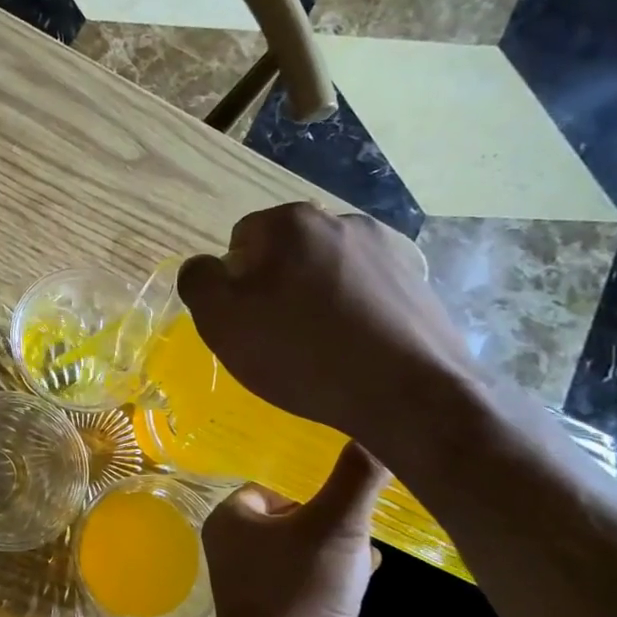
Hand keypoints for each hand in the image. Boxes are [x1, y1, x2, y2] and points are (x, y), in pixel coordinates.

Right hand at [176, 202, 477, 456]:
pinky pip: (365, 294)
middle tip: (277, 338)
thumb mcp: (221, 321)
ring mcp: (388, 251)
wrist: (408, 394)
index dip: (235, 283)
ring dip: (316, 299)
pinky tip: (354, 353)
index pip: (242, 241)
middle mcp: (342, 221)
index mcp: (291, 222)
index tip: (246, 322)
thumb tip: (205, 267)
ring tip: (319, 349)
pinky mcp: (418, 284)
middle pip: (287, 254)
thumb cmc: (300, 352)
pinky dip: (353, 315)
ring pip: (327, 273)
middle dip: (277, 287)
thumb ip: (198, 281)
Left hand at [199, 442, 388, 616]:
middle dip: (330, 518)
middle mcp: (236, 549)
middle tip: (367, 520)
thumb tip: (378, 426)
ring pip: (304, 552)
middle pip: (292, 518)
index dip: (311, 487)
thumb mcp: (335, 525)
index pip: (272, 486)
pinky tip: (368, 582)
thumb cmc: (300, 590)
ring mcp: (256, 585)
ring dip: (338, 549)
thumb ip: (357, 477)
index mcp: (232, 518)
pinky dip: (337, 579)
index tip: (349, 493)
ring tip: (373, 549)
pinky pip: (311, 584)